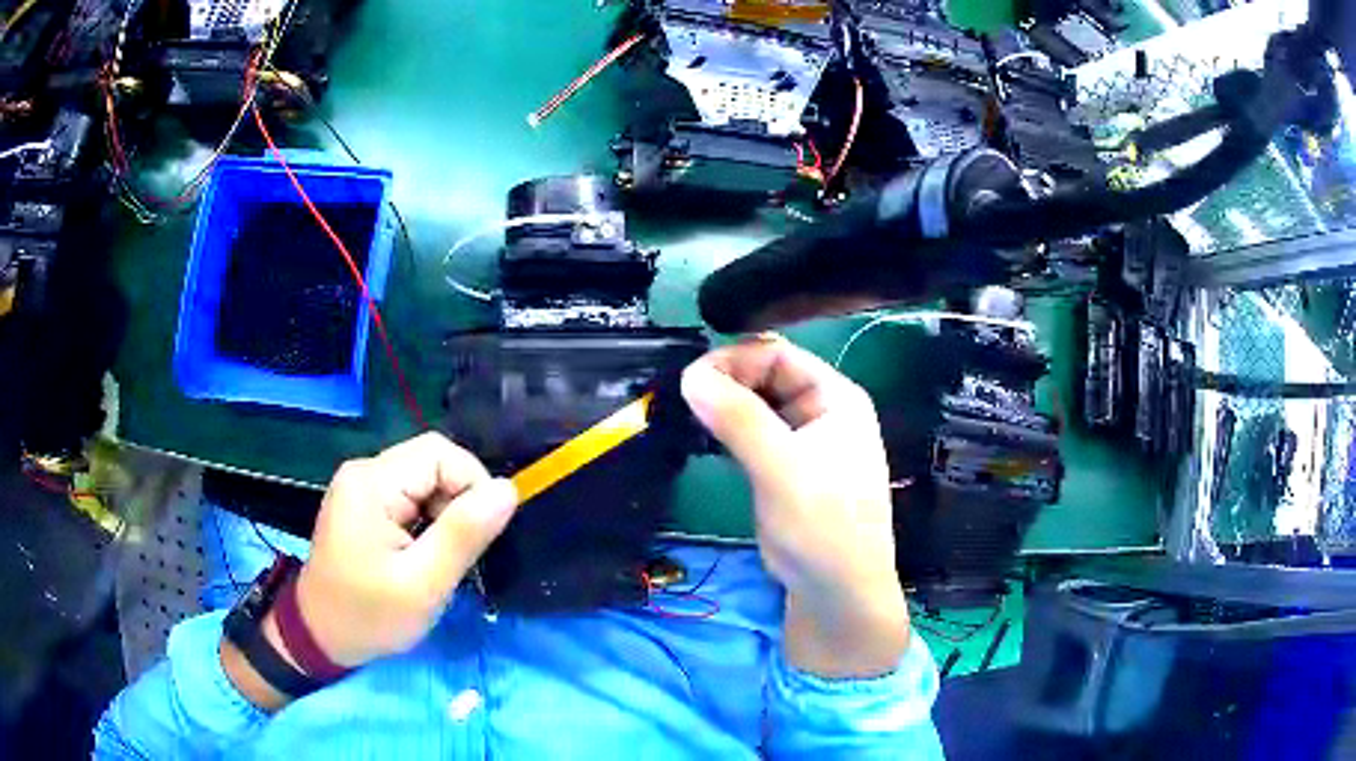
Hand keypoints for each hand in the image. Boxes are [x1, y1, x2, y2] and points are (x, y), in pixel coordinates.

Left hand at [292, 433, 517, 666]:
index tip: (480, 535)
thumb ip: (464, 534)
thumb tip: (509, 489)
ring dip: (444, 513)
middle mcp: (364, 471)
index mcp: (372, 483)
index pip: (440, 453)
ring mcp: (360, 486)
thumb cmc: (369, 616)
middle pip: (432, 462)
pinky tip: (422, 553)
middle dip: (458, 502)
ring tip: (440, 558)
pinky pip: (409, 495)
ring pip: (423, 479)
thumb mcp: (423, 584)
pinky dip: (427, 519)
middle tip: (458, 553)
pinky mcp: (362, 503)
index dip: (472, 485)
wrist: (320, 636)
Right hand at [680, 335, 907, 677]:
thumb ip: (739, 418)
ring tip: (685, 415)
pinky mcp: (784, 468)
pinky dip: (727, 431)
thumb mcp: (782, 467)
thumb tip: (691, 374)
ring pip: (756, 406)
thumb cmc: (822, 525)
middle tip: (683, 399)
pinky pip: (752, 434)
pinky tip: (702, 437)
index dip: (734, 360)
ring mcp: (803, 441)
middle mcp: (821, 411)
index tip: (690, 379)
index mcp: (835, 397)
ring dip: (723, 406)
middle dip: (726, 382)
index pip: (778, 354)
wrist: (837, 592)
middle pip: (766, 376)